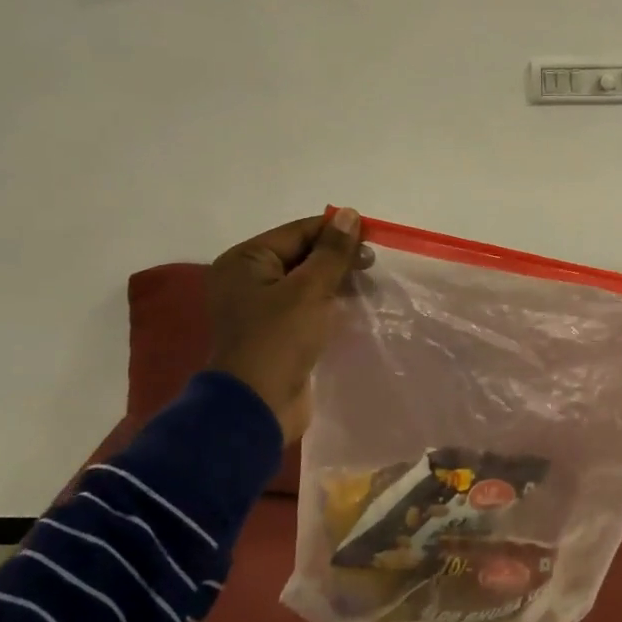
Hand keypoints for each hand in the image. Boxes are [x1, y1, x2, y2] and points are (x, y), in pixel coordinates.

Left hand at [206, 209, 369, 442]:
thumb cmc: (278, 340)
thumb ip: (332, 252)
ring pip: (307, 283)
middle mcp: (248, 279)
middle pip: (302, 255)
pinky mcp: (276, 334)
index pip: (299, 231)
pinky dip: (330, 304)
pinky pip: (307, 308)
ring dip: (337, 282)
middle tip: (373, 266)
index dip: (337, 232)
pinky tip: (355, 307)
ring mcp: (261, 309)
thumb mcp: (309, 290)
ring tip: (369, 288)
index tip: (374, 240)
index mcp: (246, 261)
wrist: (257, 406)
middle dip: (338, 258)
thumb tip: (350, 214)